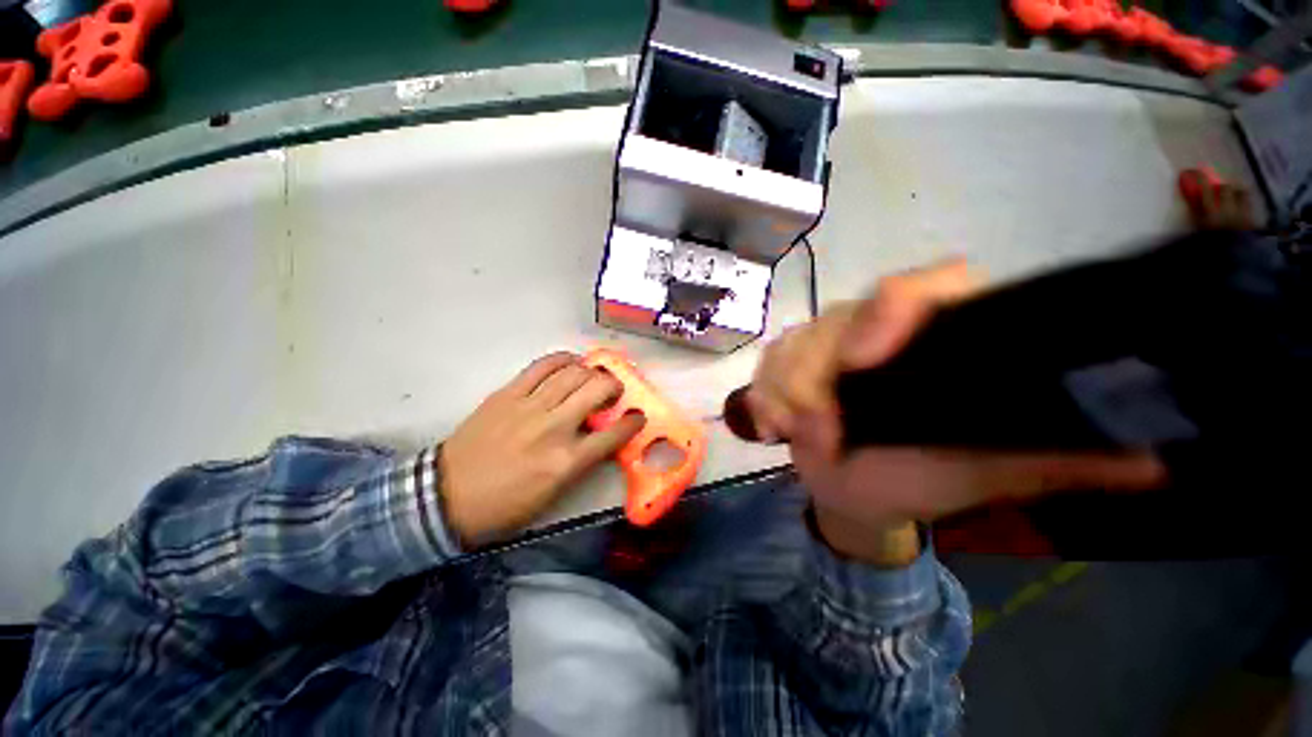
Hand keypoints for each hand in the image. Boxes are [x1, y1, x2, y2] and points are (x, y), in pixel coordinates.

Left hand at [439, 352, 644, 547]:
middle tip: (614, 391)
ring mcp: (529, 407)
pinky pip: (541, 366)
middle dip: (614, 386)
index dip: (633, 422)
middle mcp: (554, 428)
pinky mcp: (507, 394)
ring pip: (573, 374)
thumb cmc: (505, 504)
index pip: (614, 434)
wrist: (447, 497)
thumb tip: (601, 437)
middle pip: (597, 391)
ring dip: (592, 371)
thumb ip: (582, 462)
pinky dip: (562, 360)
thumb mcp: (553, 494)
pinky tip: (571, 362)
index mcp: (567, 462)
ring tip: (594, 376)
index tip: (637, 416)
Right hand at [744, 260, 1166, 562]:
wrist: (857, 492)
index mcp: (938, 335)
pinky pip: (765, 365)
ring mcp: (826, 339)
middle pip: (835, 321)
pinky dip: (764, 396)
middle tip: (825, 436)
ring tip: (802, 437)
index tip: (862, 362)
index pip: (927, 284)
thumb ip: (1058, 458)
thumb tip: (1153, 458)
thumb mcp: (989, 471)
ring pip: (791, 345)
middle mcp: (879, 325)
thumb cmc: (922, 481)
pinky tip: (776, 425)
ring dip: (788, 396)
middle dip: (817, 382)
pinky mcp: (789, 360)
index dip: (891, 311)